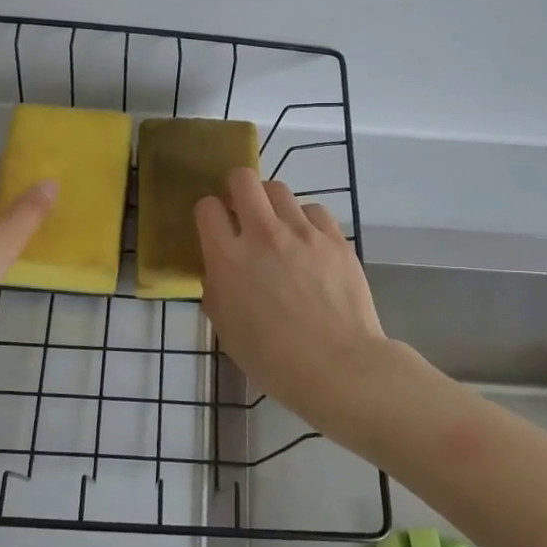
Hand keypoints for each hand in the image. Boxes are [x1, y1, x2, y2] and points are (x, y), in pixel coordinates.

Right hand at [196, 170, 388, 427]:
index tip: (216, 228)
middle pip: (243, 179)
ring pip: (279, 189)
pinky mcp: (334, 238)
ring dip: (271, 204)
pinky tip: (309, 243)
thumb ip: (216, 290)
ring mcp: (302, 232)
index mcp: (228, 258)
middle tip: (243, 212)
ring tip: (278, 228)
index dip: (209, 214)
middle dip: (237, 189)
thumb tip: (220, 270)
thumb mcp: (226, 329)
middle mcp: (262, 234)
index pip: (207, 207)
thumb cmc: (274, 360)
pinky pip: (314, 210)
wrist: (339, 367)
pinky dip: (306, 221)